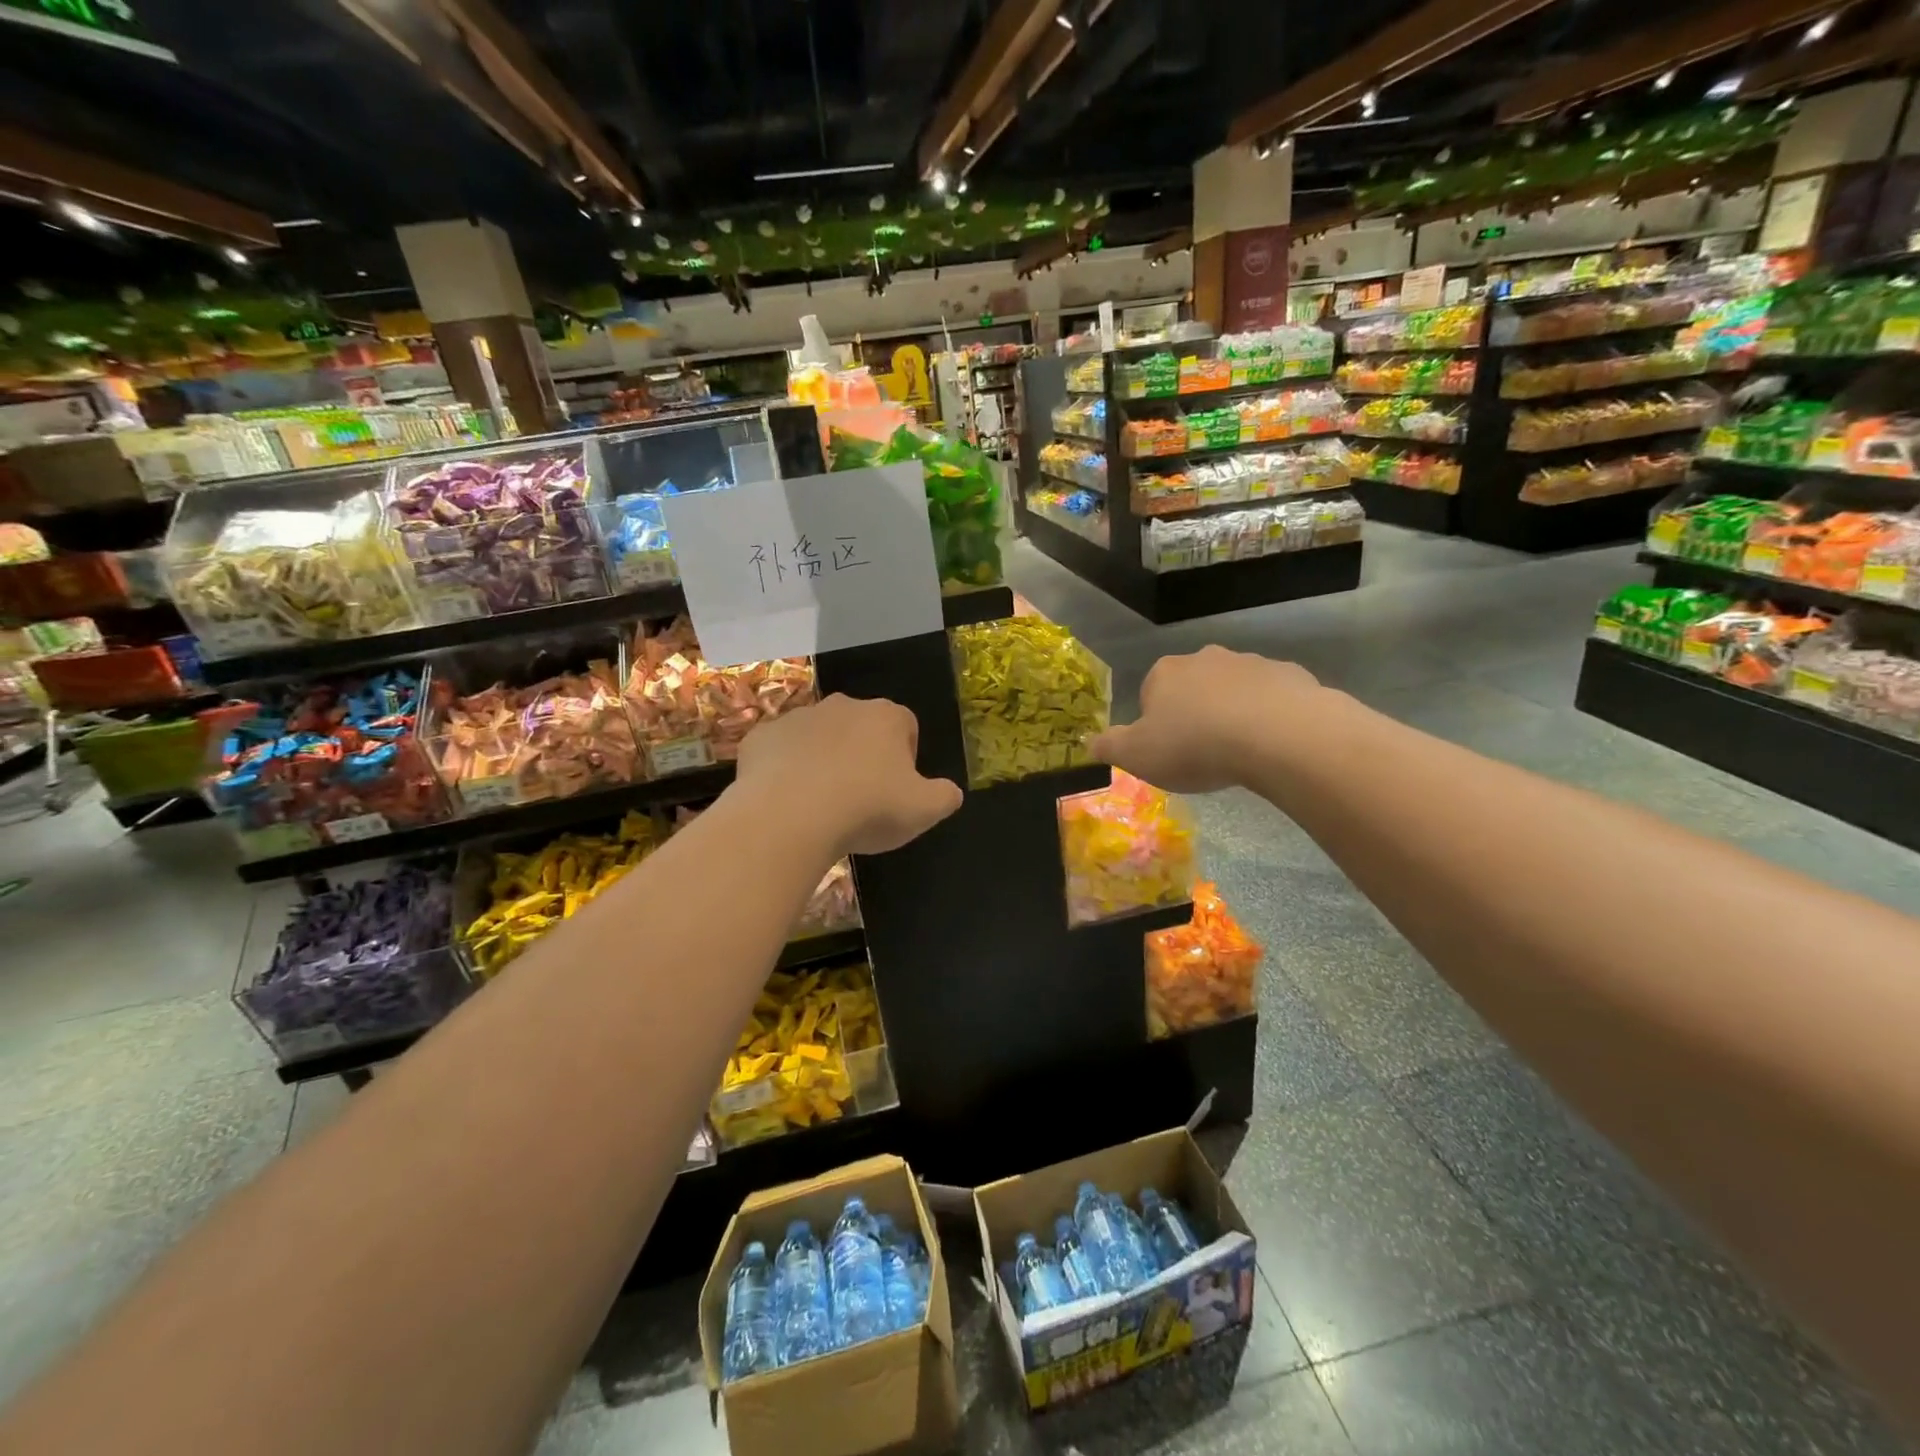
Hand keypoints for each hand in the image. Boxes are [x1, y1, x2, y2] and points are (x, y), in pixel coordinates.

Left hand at [735, 693, 963, 855]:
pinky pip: (779, 752)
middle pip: (860, 727)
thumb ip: (945, 796)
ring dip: (822, 760)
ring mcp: (797, 717)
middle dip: (862, 755)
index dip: (904, 758)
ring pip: (817, 737)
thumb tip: (950, 792)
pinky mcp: (760, 737)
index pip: (905, 727)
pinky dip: (784, 770)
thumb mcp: (924, 811)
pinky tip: (786, 801)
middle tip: (860, 797)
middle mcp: (842, 706)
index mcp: (886, 717)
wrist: (789, 816)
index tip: (896, 790)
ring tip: (820, 803)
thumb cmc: (867, 809)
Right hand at [1091, 647, 1321, 792]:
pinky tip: (1272, 744)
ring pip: (1234, 690)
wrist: (1276, 736)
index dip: (1156, 725)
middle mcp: (1205, 658)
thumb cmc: (1195, 745)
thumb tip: (1090, 742)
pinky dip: (1269, 716)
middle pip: (1193, 688)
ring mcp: (1251, 662)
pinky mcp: (1290, 674)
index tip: (1168, 752)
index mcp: (1165, 673)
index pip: (1150, 694)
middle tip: (1203, 753)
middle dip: (1196, 714)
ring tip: (1240, 753)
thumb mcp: (1136, 756)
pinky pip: (1272, 698)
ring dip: (1233, 714)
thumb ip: (1109, 746)